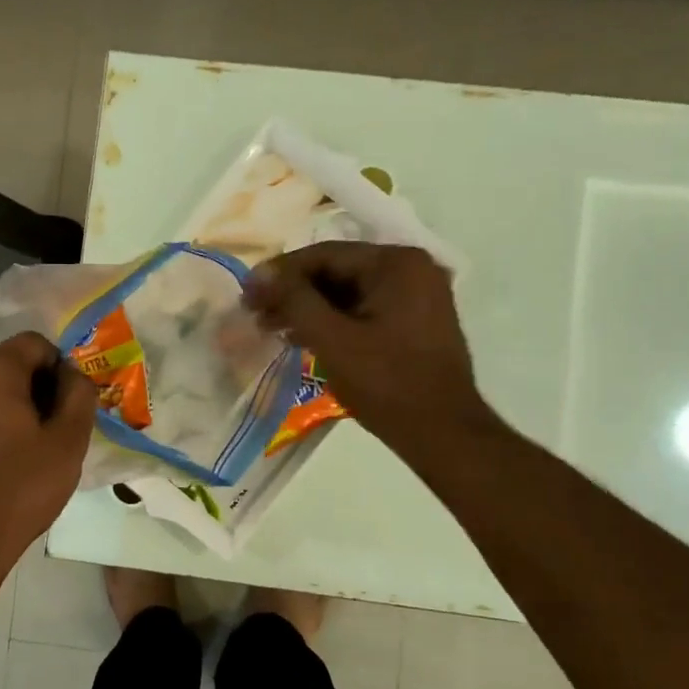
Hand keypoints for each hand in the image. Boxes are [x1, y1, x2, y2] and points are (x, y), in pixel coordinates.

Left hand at [0, 333, 97, 572]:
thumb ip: (79, 395)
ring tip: (17, 456)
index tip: (67, 407)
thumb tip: (72, 374)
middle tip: (47, 436)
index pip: (34, 344)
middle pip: (4, 368)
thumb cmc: (20, 488)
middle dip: (30, 392)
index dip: (58, 369)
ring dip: (2, 413)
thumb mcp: (68, 442)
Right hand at [243, 241, 494, 457]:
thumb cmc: (386, 384)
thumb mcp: (333, 340)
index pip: (325, 255)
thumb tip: (258, 275)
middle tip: (255, 313)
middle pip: (338, 271)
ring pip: (349, 292)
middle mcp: (412, 269)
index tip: (246, 293)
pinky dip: (334, 321)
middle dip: (294, 293)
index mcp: (396, 263)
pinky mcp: (416, 322)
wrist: (442, 433)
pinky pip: (365, 310)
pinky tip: (304, 338)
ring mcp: (418, 296)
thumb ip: (294, 301)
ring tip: (272, 329)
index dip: (280, 274)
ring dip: (310, 309)